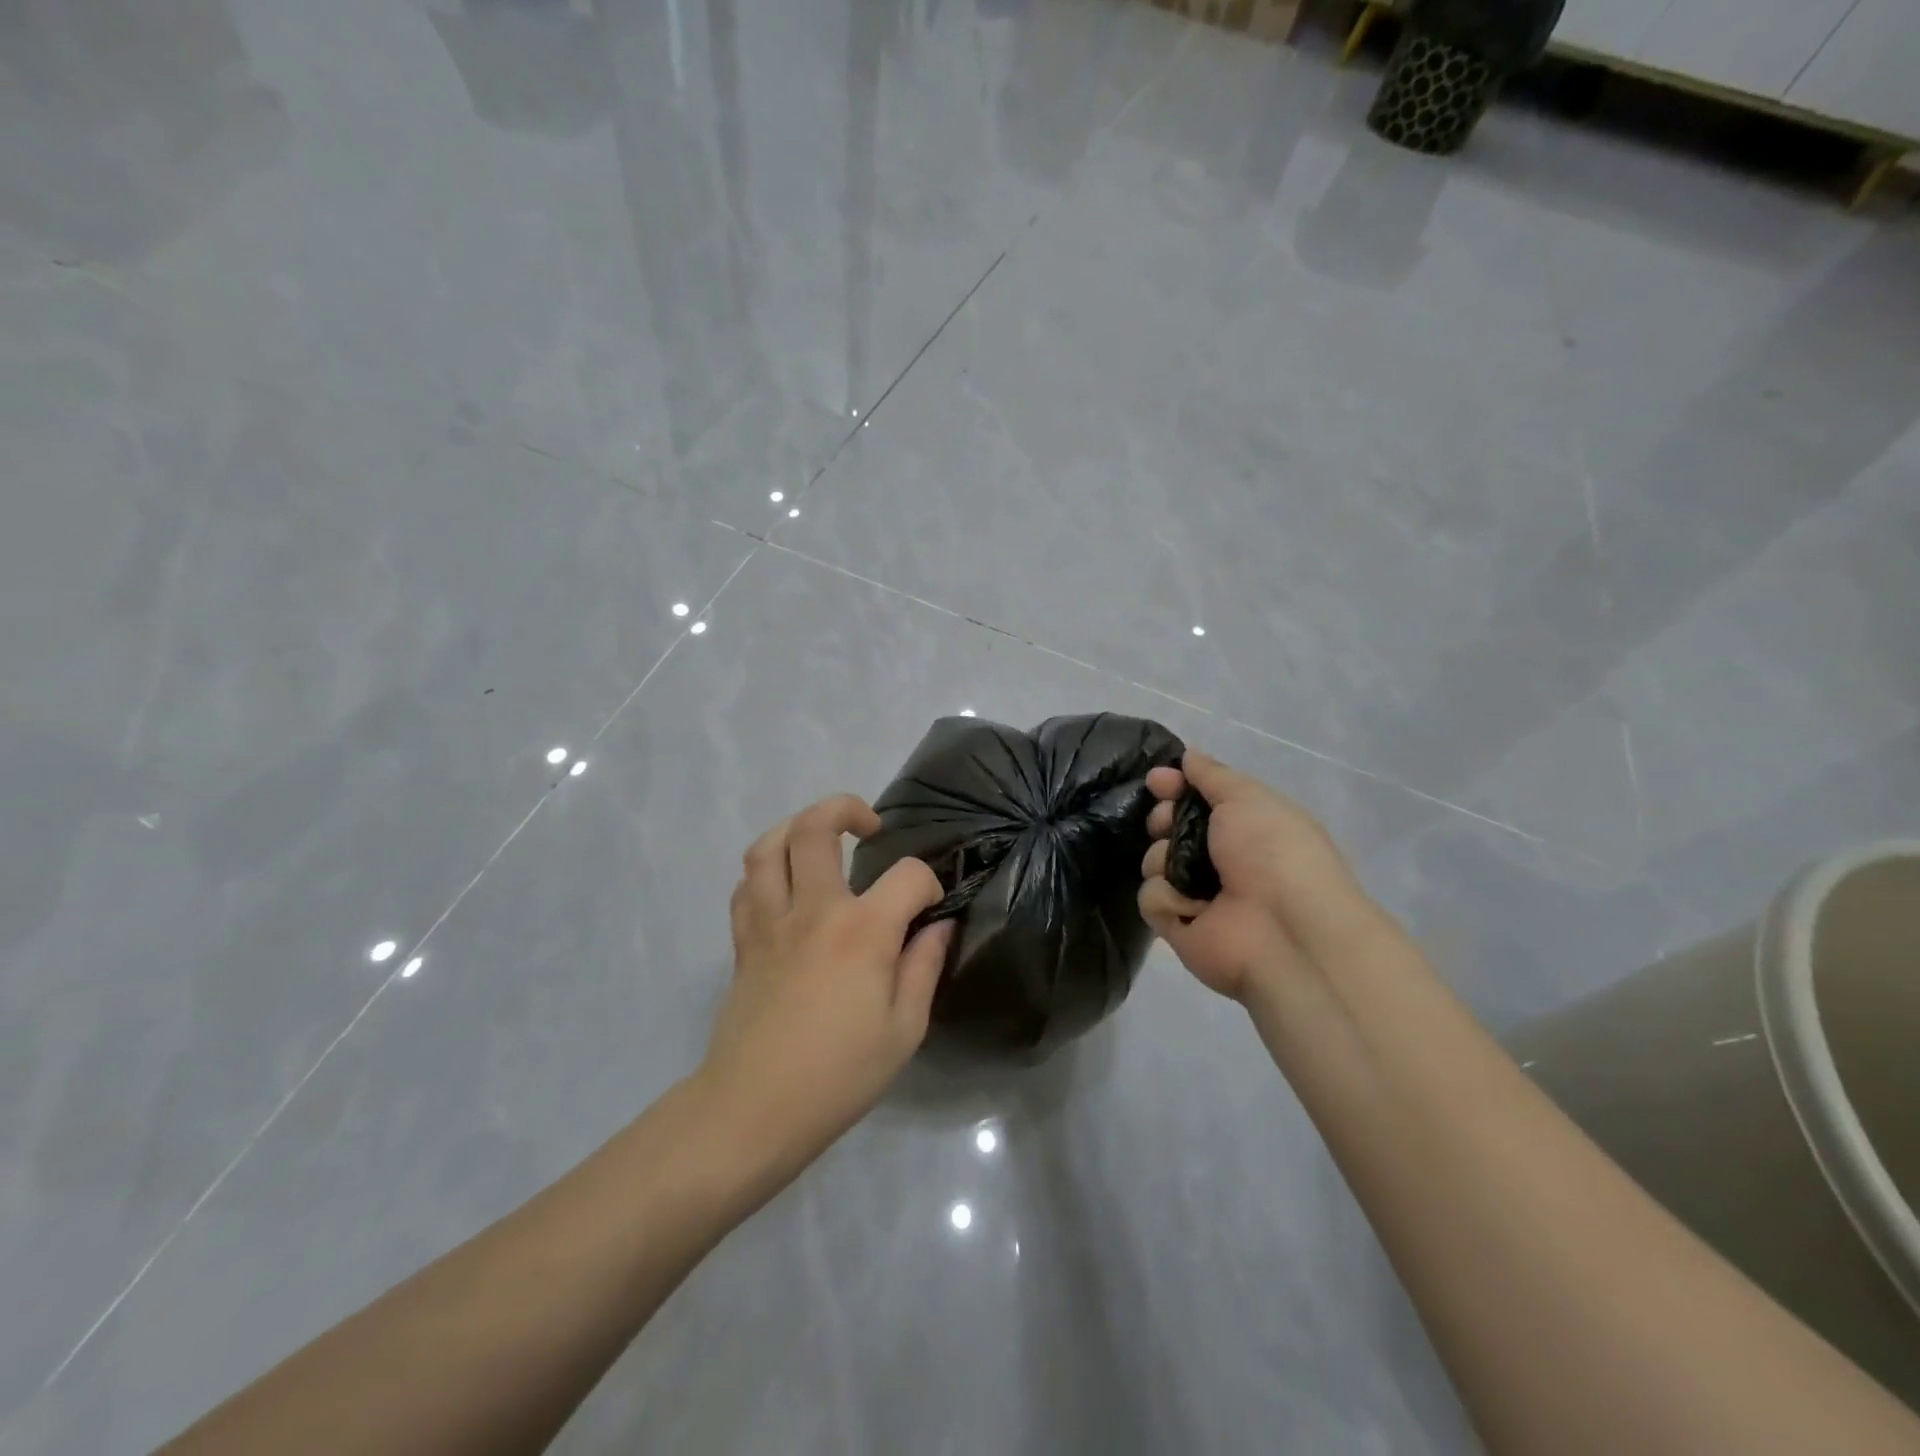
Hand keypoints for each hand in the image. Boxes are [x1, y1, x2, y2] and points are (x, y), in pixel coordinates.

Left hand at [698, 794, 952, 1182]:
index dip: (929, 883)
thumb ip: (924, 967)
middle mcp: (813, 910)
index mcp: (862, 931)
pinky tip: (785, 885)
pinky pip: (746, 885)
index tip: (931, 908)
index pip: (907, 876)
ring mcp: (770, 921)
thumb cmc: (839, 1074)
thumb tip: (938, 926)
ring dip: (796, 826)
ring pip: (768, 845)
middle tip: (868, 826)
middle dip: (846, 809)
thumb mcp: (904, 1030)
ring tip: (820, 838)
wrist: (754, 1109)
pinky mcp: (743, 941)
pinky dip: (766, 870)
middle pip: (816, 828)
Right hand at [1137, 751, 1392, 1001]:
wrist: (1285, 931)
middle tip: (1167, 825)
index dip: (1173, 786)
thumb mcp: (1247, 797)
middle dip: (1162, 821)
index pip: (1195, 799)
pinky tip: (1194, 908)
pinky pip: (1150, 899)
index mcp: (1243, 826)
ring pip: (1152, 862)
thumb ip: (1213, 775)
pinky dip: (1168, 899)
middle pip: (1167, 828)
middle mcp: (1219, 859)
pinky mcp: (1177, 926)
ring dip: (1164, 861)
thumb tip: (1188, 756)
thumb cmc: (1273, 852)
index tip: (1156, 781)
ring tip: (1188, 876)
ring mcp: (1196, 895)